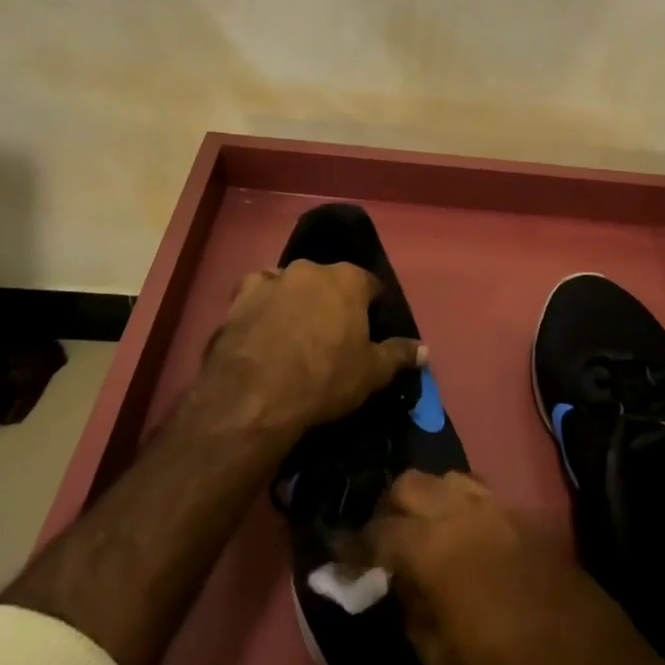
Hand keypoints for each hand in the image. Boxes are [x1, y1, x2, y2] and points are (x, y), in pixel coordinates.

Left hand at [198, 260, 424, 441]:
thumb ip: (399, 355)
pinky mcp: (240, 297)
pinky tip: (261, 326)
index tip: (368, 331)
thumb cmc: (324, 379)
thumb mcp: (371, 373)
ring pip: (291, 283)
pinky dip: (261, 304)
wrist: (255, 395)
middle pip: (329, 281)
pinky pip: (257, 292)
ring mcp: (273, 279)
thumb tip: (425, 349)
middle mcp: (311, 269)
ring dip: (295, 299)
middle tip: (330, 335)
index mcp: (348, 280)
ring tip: (293, 332)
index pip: (370, 285)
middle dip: (331, 301)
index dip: (371, 307)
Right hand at [366, 473, 664, 664]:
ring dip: (427, 499)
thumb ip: (413, 611)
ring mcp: (503, 509)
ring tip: (421, 537)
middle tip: (381, 544)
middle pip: (411, 484)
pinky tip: (462, 540)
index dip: (354, 545)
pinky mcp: (529, 518)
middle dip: (388, 508)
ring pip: (449, 478)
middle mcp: (466, 512)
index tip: (340, 560)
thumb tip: (396, 584)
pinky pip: (482, 494)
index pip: (379, 530)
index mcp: (437, 547)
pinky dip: (460, 506)